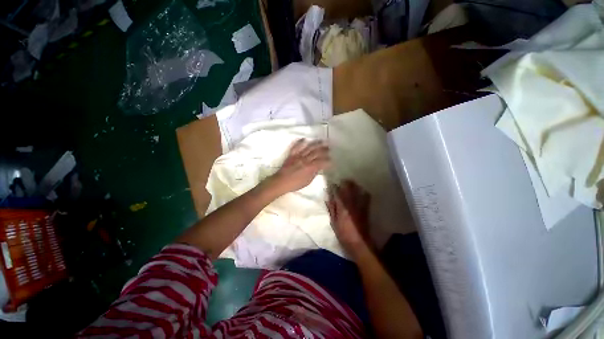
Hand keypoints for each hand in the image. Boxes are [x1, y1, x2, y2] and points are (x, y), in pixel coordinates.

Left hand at [271, 139, 330, 193]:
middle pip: (316, 153)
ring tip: (321, 141)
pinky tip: (304, 139)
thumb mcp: (307, 181)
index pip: (321, 162)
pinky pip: (296, 147)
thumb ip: (314, 173)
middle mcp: (305, 159)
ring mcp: (298, 156)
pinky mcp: (291, 155)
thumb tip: (319, 168)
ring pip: (308, 148)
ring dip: (316, 144)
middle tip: (329, 148)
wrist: (281, 181)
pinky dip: (300, 142)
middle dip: (324, 150)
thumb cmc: (295, 184)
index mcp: (310, 167)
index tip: (331, 160)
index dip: (327, 160)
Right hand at [327, 180, 371, 252]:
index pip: (337, 192)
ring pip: (357, 190)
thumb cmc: (343, 234)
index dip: (334, 186)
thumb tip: (328, 198)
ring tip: (350, 183)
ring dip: (354, 185)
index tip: (332, 183)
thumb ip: (331, 208)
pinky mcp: (366, 209)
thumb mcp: (334, 222)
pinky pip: (366, 197)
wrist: (359, 243)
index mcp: (342, 207)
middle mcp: (351, 203)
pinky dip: (363, 192)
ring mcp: (360, 205)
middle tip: (342, 180)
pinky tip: (361, 191)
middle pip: (349, 188)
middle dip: (345, 182)